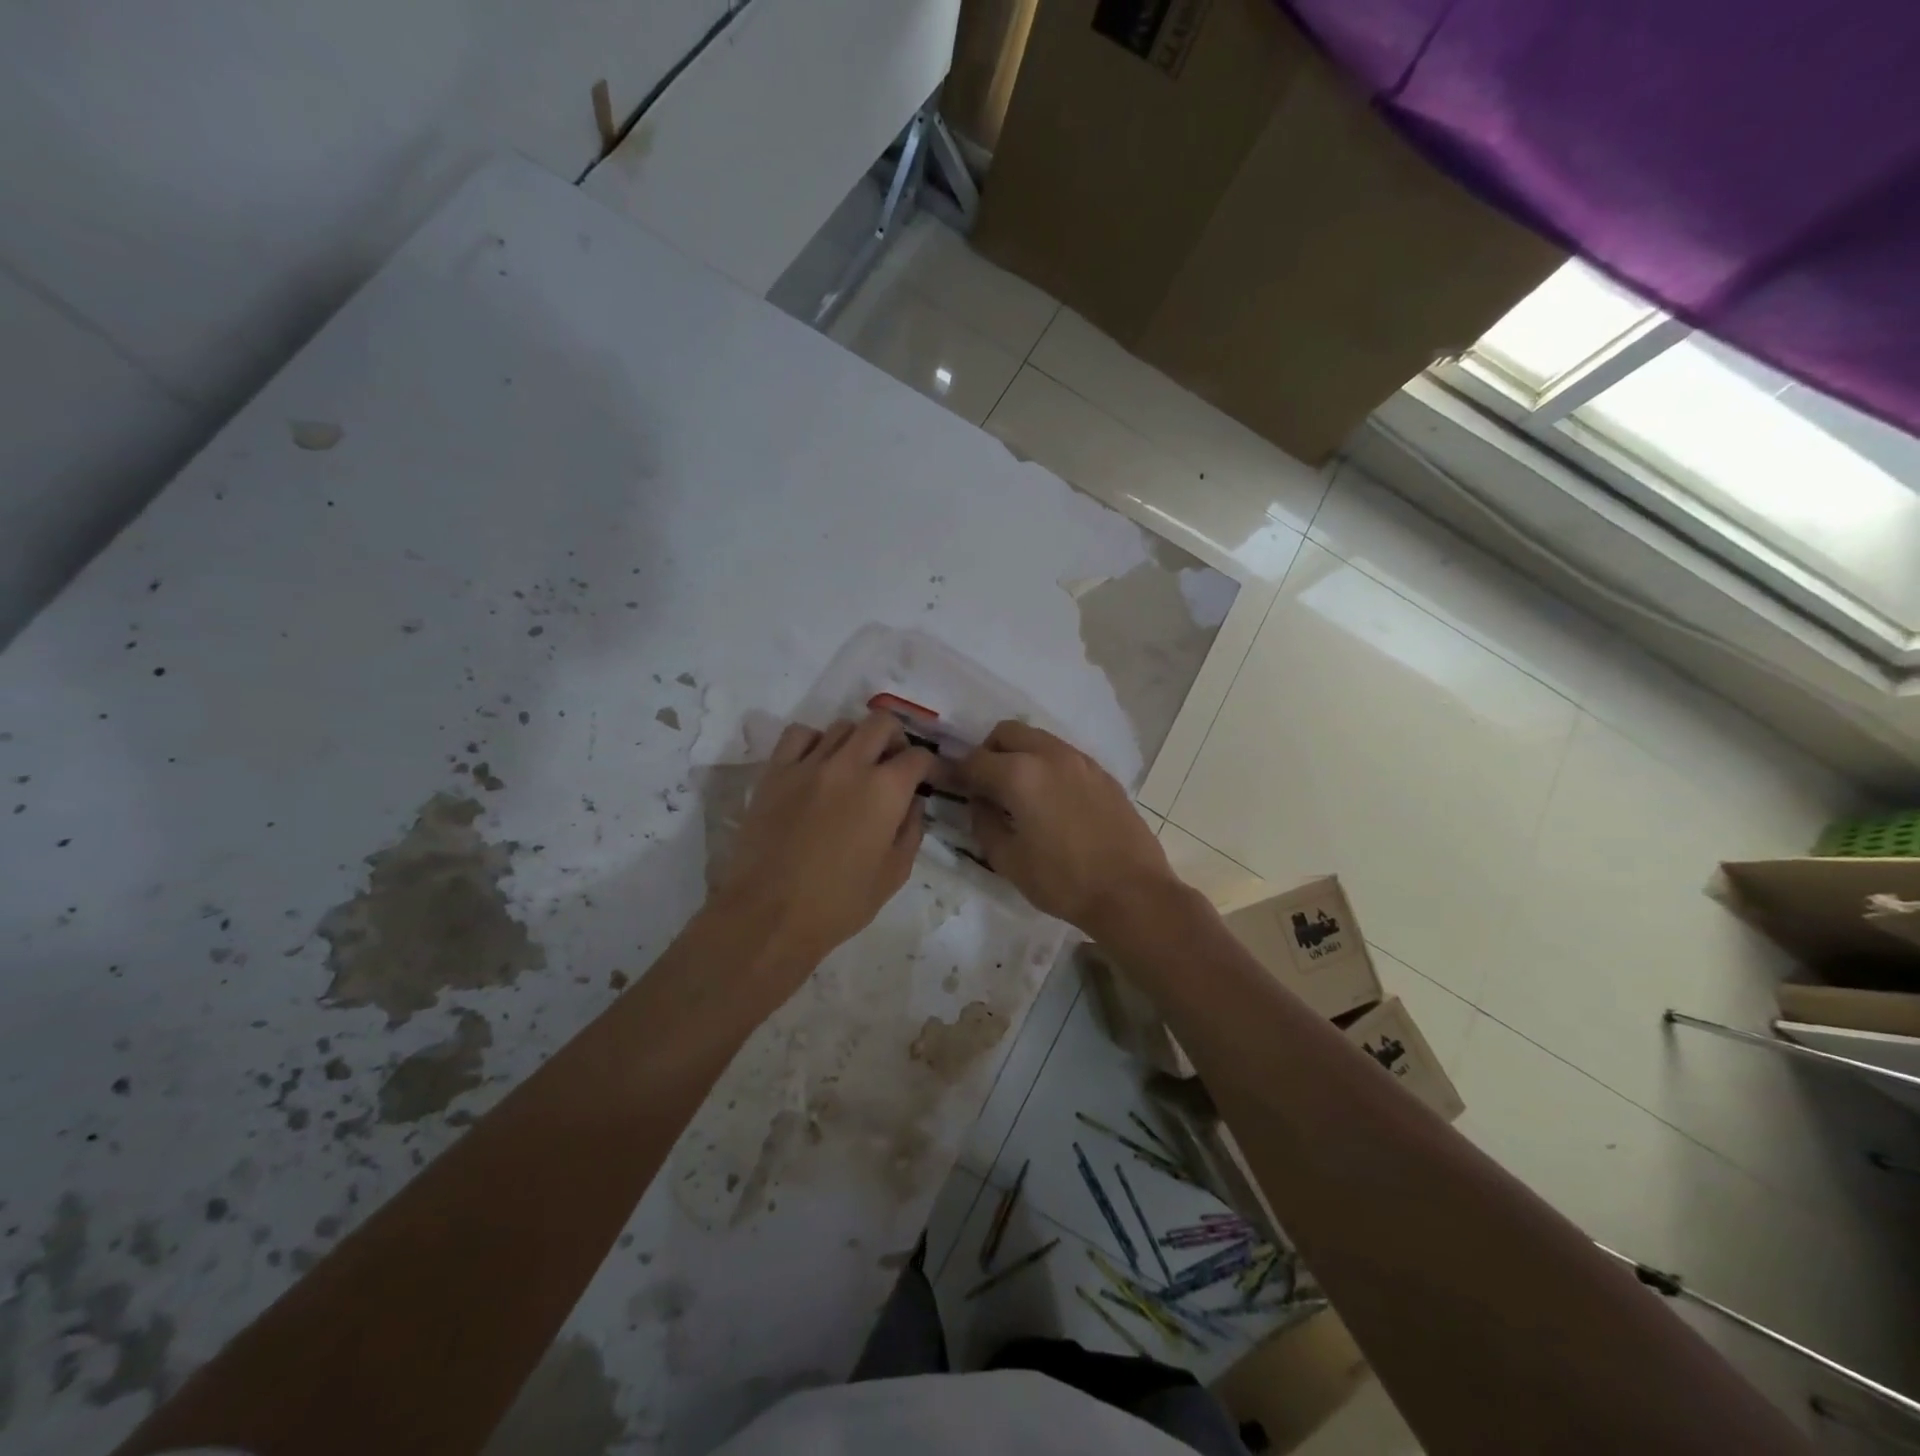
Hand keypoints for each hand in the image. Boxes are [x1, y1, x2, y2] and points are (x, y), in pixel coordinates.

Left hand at [708, 711, 935, 985]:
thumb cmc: (838, 904)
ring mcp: (809, 764)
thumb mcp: (894, 875)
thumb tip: (912, 802)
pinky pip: (799, 735)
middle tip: (894, 764)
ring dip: (857, 741)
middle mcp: (850, 765)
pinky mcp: (775, 771)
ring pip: (842, 726)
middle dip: (896, 738)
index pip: (919, 757)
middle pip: (882, 723)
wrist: (768, 915)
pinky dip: (814, 742)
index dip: (931, 766)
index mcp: (886, 790)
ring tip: (854, 766)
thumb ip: (911, 831)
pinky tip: (816, 764)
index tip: (929, 779)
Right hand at [961, 720, 1174, 935]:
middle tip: (986, 786)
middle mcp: (1050, 755)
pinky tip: (1051, 801)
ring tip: (1019, 794)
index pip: (975, 760)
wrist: (1131, 893)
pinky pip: (1064, 756)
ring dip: (1020, 756)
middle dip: (989, 752)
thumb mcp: (1007, 860)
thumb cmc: (1063, 881)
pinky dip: (1047, 767)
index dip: (957, 772)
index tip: (950, 785)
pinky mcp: (1103, 774)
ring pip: (1038, 739)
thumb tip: (979, 801)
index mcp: (1020, 774)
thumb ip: (983, 822)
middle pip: (1007, 733)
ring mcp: (1081, 761)